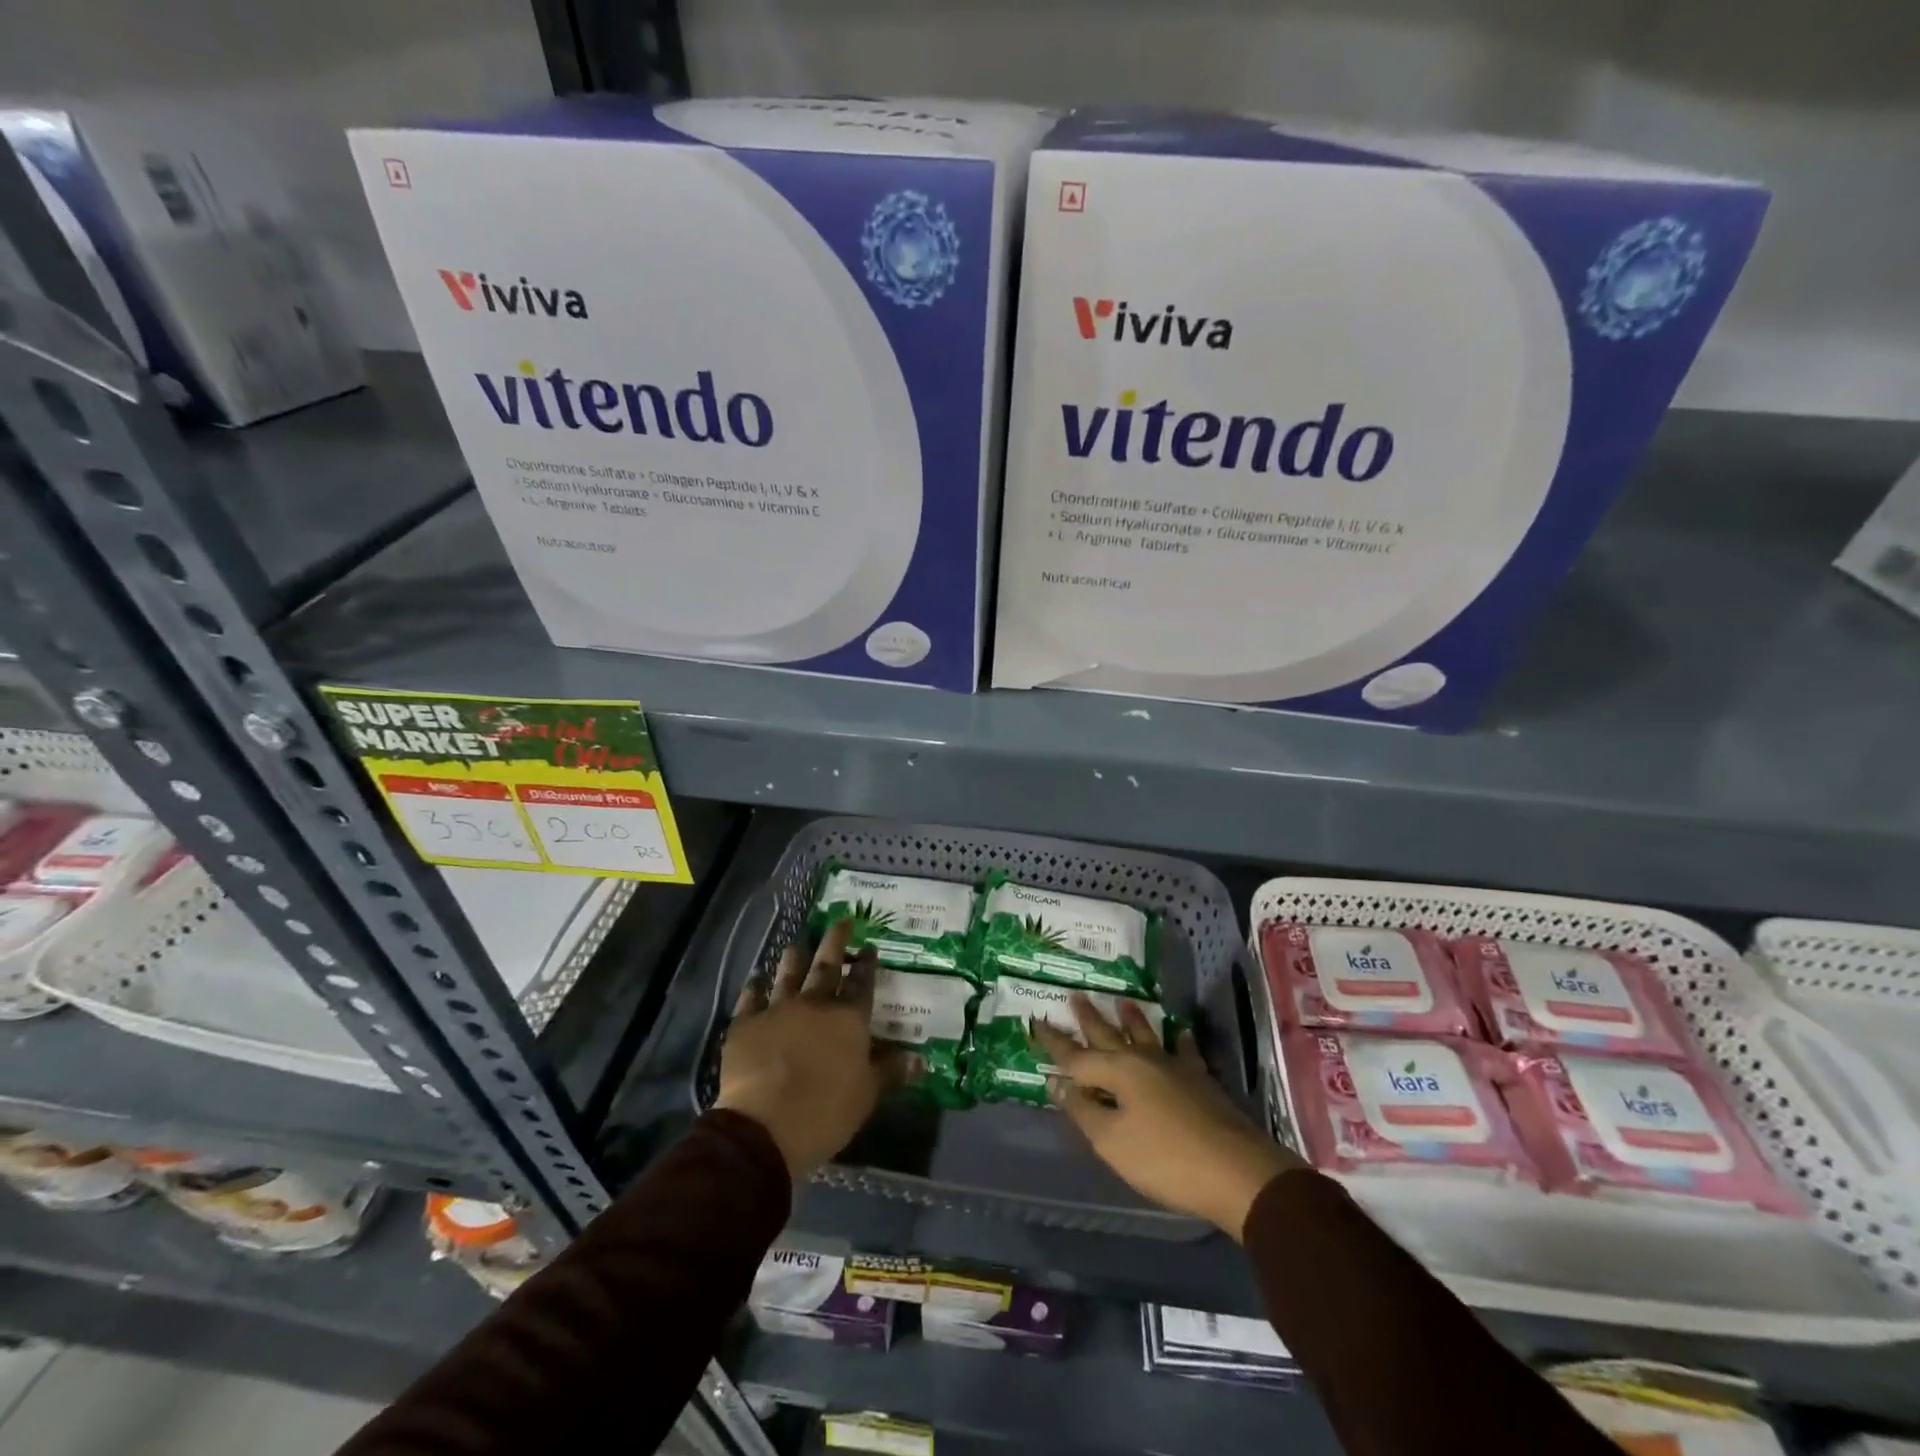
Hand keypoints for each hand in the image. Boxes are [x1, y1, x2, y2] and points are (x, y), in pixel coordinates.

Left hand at [716, 920, 904, 1180]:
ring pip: (788, 973)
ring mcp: (778, 1009)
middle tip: (841, 921)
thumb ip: (891, 1073)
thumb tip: (921, 1061)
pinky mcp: (746, 1023)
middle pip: (827, 966)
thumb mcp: (867, 1095)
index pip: (862, 984)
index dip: (867, 964)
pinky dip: (754, 986)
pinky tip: (756, 978)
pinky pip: (750, 997)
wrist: (765, 1126)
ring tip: (797, 944)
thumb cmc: (826, 1111)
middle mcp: (815, 1004)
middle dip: (836, 941)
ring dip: (794, 957)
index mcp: (849, 1019)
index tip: (870, 948)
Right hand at [1033, 996, 1302, 1239]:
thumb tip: (1057, 1082)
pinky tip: (1181, 1033)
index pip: (1075, 1056)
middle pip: (1109, 1035)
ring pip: (1146, 1036)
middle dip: (1089, 1018)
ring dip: (1131, 1019)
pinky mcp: (1201, 1083)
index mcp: (1118, 1072)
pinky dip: (1181, 1041)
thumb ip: (1083, 1110)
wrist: (1235, 1172)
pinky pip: (1186, 1053)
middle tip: (1075, 995)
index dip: (1053, 1042)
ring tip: (1122, 999)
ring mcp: (1175, 1068)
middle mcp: (1143, 1061)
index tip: (1035, 1022)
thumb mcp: (1111, 1142)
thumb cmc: (1164, 1159)